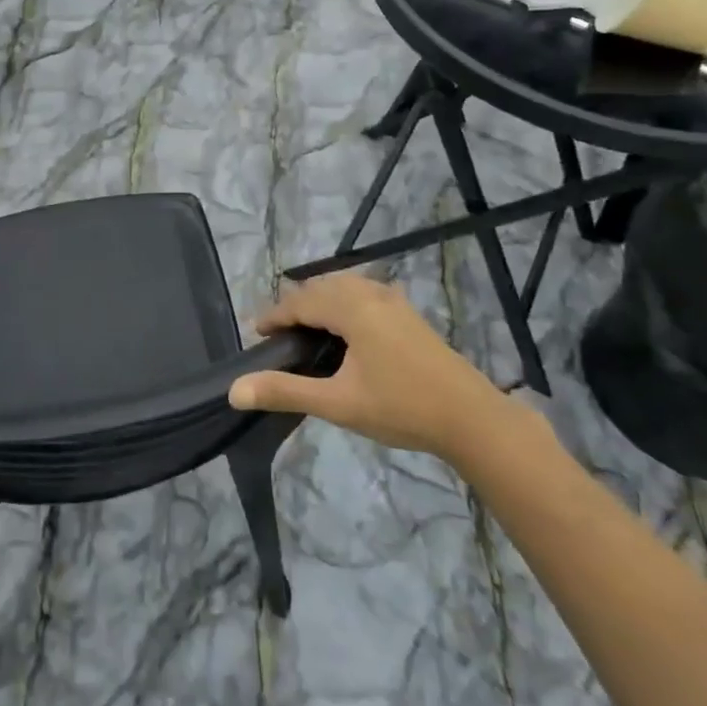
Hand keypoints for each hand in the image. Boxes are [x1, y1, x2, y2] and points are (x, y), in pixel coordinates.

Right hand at [227, 275, 516, 461]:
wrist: (472, 418)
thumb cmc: (401, 407)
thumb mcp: (337, 402)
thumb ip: (285, 391)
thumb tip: (234, 390)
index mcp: (352, 308)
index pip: (300, 301)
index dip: (274, 316)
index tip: (256, 335)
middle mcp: (371, 294)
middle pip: (321, 287)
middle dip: (296, 306)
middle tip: (279, 336)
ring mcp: (394, 301)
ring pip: (345, 287)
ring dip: (320, 301)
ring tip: (307, 330)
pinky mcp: (408, 314)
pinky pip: (364, 293)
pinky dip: (343, 303)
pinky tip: (347, 330)